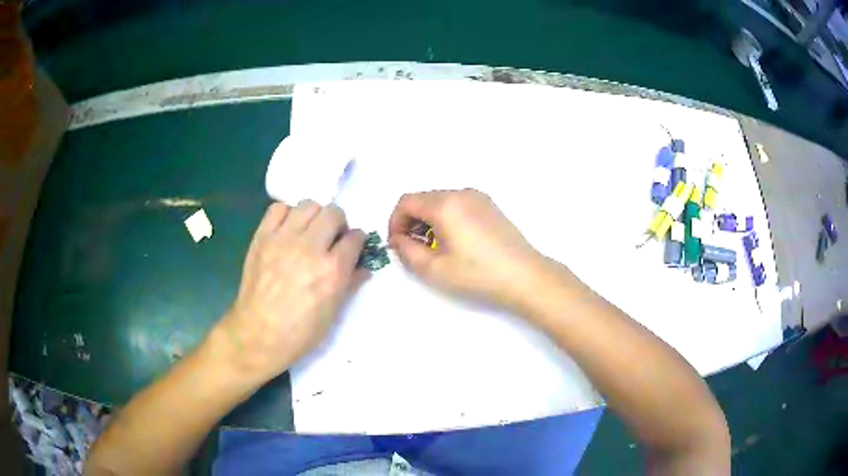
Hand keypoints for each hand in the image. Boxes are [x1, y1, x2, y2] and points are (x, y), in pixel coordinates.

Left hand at [220, 201, 367, 382]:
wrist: (258, 334)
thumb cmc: (300, 331)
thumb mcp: (333, 312)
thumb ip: (351, 283)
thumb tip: (364, 266)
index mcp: (332, 270)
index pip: (355, 237)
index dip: (357, 241)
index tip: (352, 247)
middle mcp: (310, 248)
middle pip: (334, 213)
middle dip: (338, 224)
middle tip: (331, 239)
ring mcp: (283, 239)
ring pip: (308, 205)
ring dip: (314, 216)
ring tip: (308, 232)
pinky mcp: (262, 237)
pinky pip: (278, 208)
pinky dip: (287, 214)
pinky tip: (287, 230)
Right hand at [389, 189, 554, 312]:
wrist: (524, 276)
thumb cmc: (477, 274)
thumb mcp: (434, 268)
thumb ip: (407, 251)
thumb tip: (399, 240)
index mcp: (445, 204)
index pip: (406, 201)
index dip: (395, 222)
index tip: (397, 244)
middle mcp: (461, 193)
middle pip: (423, 199)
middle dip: (411, 221)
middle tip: (413, 248)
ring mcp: (478, 197)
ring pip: (440, 201)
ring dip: (428, 220)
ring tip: (434, 248)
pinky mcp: (490, 206)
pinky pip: (458, 205)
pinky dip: (446, 218)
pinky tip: (454, 242)